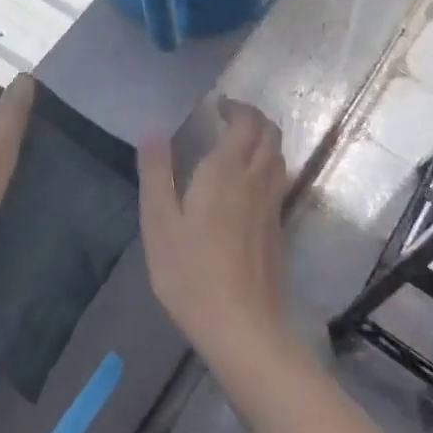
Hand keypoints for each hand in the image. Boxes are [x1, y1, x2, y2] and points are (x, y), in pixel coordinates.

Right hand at [139, 97, 288, 372]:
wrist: (241, 327)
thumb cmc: (191, 272)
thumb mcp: (159, 221)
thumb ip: (156, 172)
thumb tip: (153, 129)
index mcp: (226, 171)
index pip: (246, 122)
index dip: (237, 107)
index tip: (218, 105)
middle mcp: (256, 180)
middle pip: (270, 134)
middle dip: (253, 118)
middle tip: (228, 118)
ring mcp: (272, 205)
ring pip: (278, 157)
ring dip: (263, 141)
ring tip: (237, 145)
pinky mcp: (279, 229)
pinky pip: (279, 181)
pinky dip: (267, 166)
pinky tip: (247, 184)